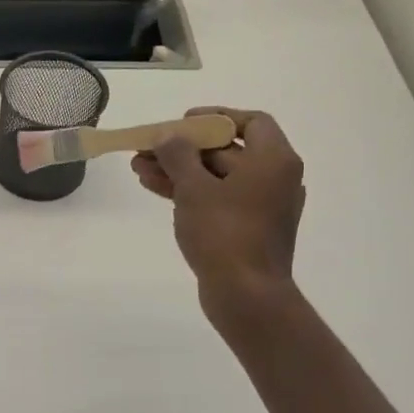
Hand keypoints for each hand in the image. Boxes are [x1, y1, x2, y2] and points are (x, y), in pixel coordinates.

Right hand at [130, 108, 305, 335]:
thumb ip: (178, 155)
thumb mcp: (194, 188)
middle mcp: (274, 179)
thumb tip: (168, 137)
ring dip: (179, 171)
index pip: (252, 122)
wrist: (246, 295)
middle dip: (183, 149)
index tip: (183, 122)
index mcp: (273, 161)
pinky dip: (190, 193)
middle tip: (148, 149)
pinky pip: (217, 199)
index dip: (216, 117)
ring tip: (139, 170)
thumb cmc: (224, 233)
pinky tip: (156, 189)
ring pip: (216, 177)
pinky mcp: (247, 229)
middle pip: (227, 151)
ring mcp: (261, 206)